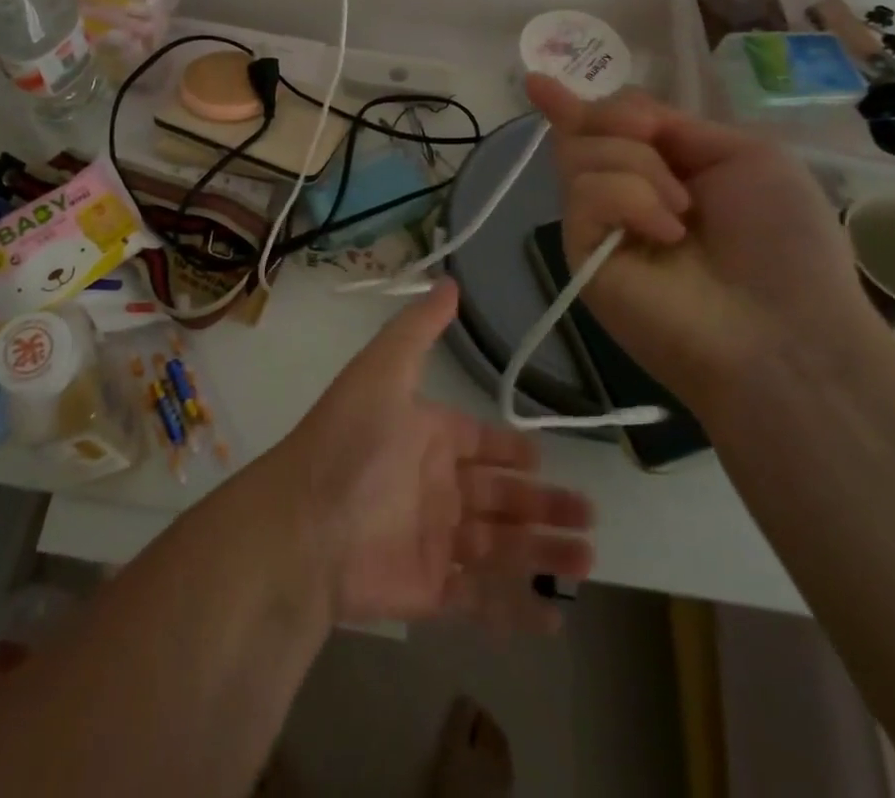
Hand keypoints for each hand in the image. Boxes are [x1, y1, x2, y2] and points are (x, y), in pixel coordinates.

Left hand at [272, 280, 594, 632]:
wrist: (306, 523)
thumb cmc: (351, 440)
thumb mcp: (384, 368)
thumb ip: (418, 328)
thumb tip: (449, 280)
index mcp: (428, 437)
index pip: (479, 442)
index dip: (511, 451)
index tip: (546, 458)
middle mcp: (434, 486)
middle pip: (500, 495)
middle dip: (543, 504)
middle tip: (588, 515)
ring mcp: (434, 540)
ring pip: (501, 546)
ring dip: (542, 551)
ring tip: (588, 556)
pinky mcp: (430, 589)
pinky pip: (482, 601)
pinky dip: (517, 609)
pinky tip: (556, 615)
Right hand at [524, 75, 886, 413]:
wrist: (786, 329)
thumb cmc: (783, 240)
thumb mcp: (745, 155)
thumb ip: (675, 125)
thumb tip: (616, 111)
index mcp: (664, 169)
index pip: (606, 127)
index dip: (573, 104)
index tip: (536, 82)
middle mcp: (623, 192)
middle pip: (585, 128)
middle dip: (618, 118)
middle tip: (652, 138)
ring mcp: (599, 224)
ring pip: (580, 152)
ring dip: (639, 166)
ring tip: (683, 212)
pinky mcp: (582, 252)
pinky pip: (586, 192)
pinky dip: (630, 198)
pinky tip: (667, 233)